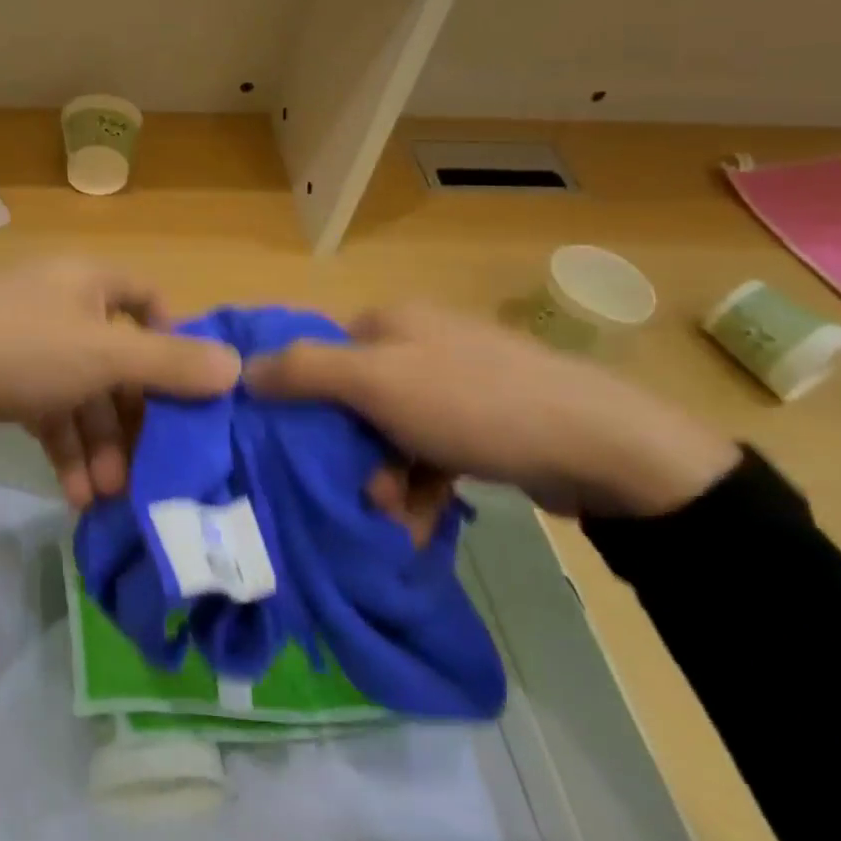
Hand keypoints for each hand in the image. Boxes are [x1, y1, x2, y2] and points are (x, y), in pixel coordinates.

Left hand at [0, 258, 240, 504]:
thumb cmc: (15, 348)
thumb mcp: (100, 356)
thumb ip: (168, 364)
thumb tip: (237, 366)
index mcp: (89, 281)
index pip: (149, 300)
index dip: (174, 344)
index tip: (189, 395)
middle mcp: (62, 302)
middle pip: (117, 358)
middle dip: (131, 417)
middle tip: (146, 470)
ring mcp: (28, 340)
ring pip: (81, 391)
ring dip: (98, 443)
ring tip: (106, 495)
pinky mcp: (0, 375)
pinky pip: (46, 408)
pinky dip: (63, 446)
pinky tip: (74, 492)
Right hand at [245, 304, 738, 519]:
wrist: (600, 445)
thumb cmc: (472, 403)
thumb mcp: (376, 382)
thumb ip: (304, 371)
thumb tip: (241, 369)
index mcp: (389, 322)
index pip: (319, 353)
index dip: (300, 399)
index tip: (295, 448)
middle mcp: (418, 343)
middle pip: (353, 399)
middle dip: (349, 452)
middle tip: (357, 493)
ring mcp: (455, 384)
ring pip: (391, 433)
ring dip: (384, 478)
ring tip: (394, 518)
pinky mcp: (485, 423)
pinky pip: (429, 453)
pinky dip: (420, 485)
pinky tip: (421, 519)